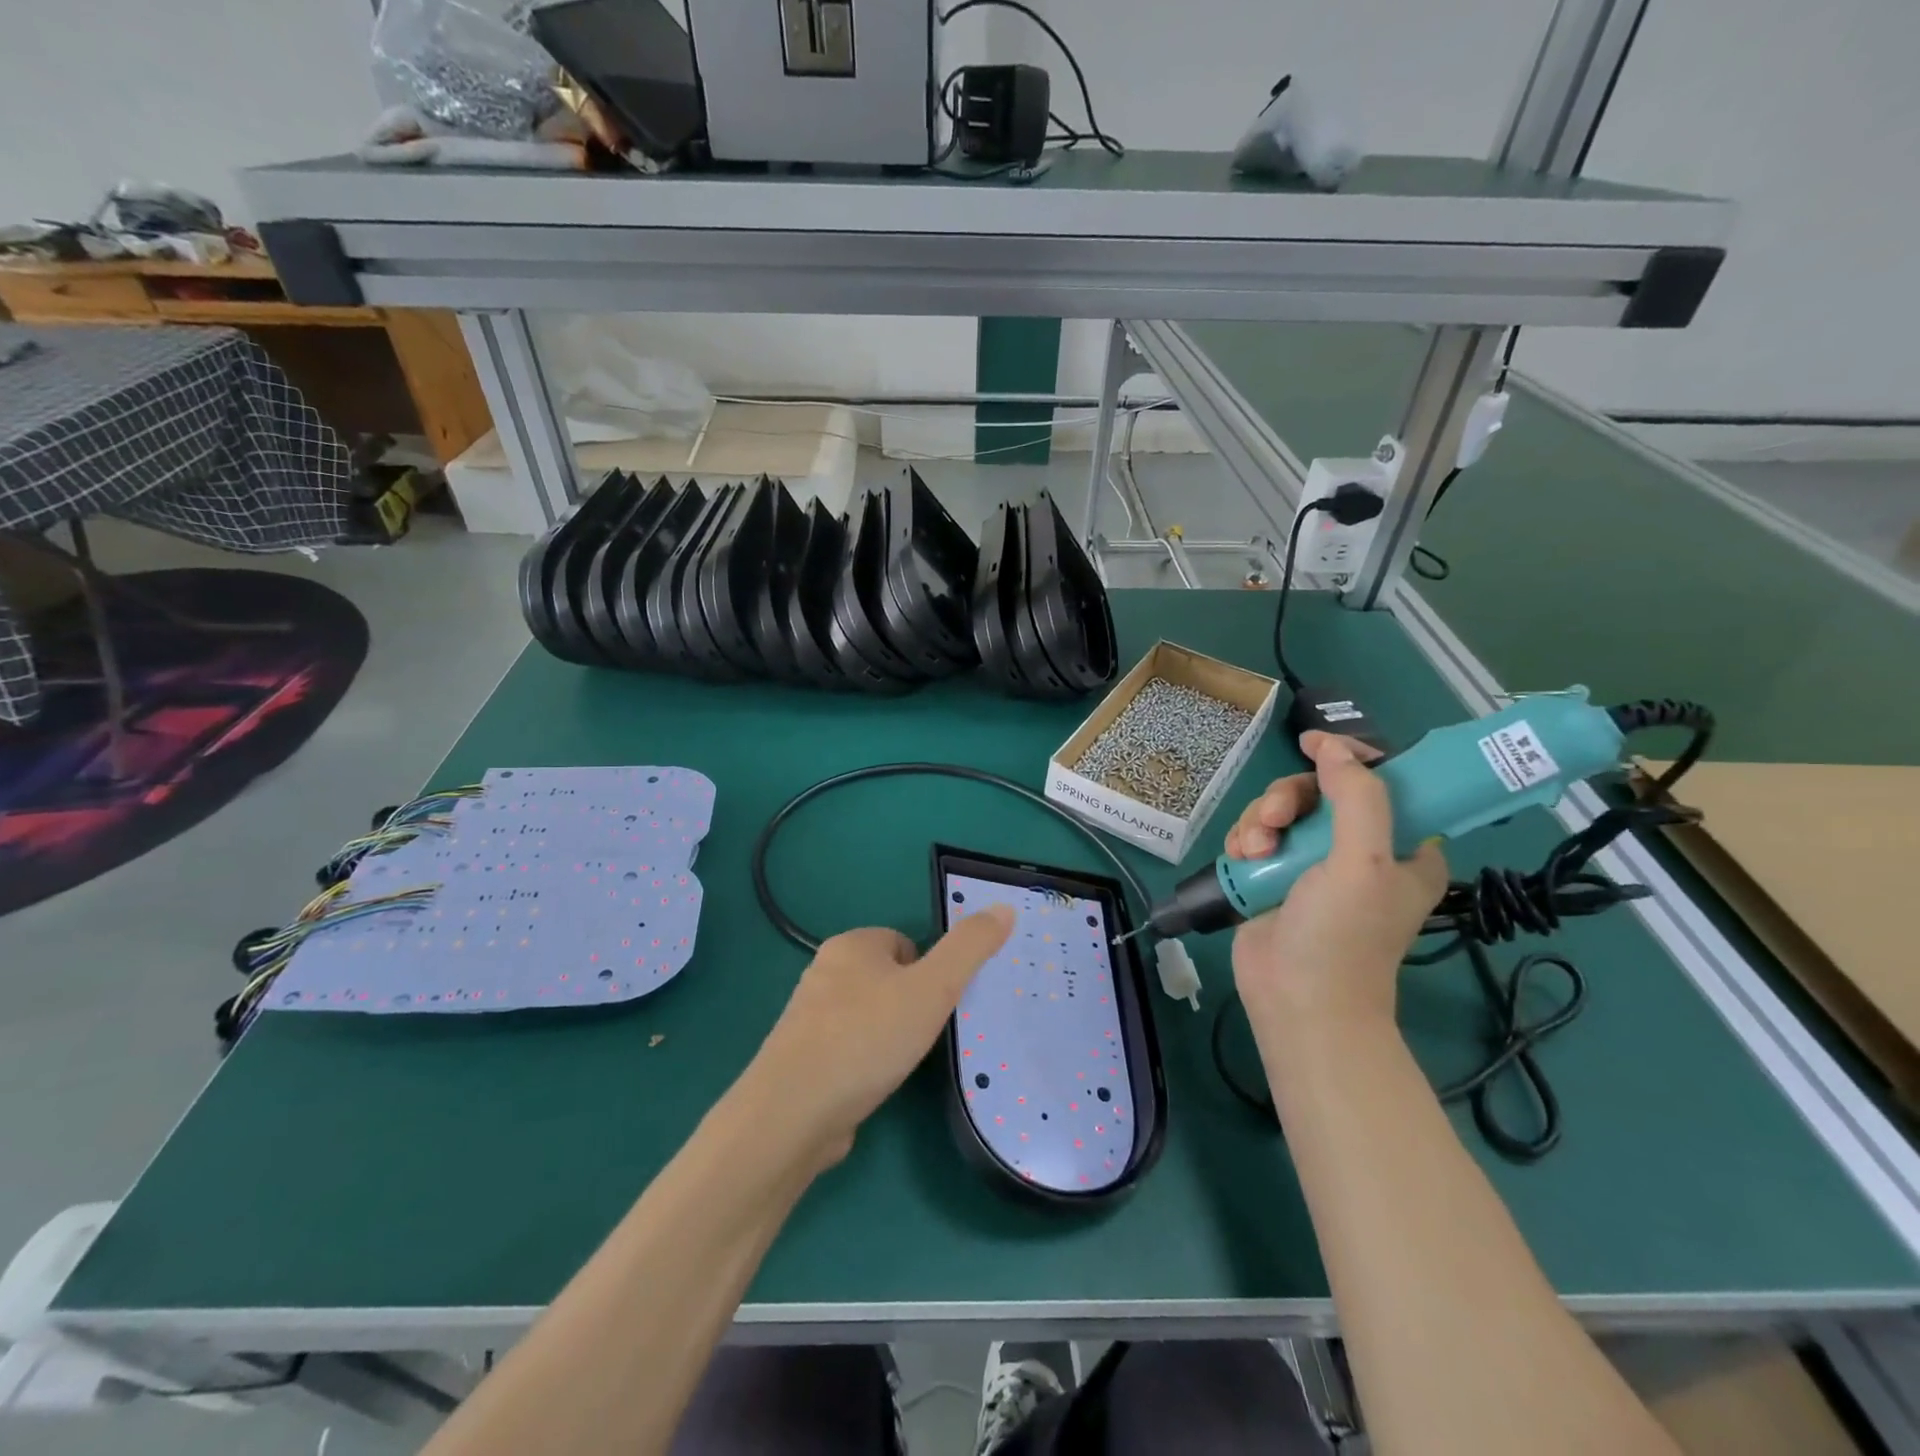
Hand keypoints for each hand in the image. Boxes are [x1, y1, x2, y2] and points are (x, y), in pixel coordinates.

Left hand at [745, 909, 1015, 1165]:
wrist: (794, 1112)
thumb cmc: (868, 1037)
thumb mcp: (933, 987)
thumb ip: (970, 948)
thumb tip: (1004, 907)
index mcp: (852, 944)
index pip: (905, 944)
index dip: (929, 973)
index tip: (939, 1005)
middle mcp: (824, 971)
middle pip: (886, 979)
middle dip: (909, 1006)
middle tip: (925, 1036)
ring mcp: (808, 1017)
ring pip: (866, 1015)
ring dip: (887, 1036)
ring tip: (901, 1064)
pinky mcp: (800, 1058)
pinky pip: (846, 1048)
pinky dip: (864, 1063)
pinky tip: (873, 1085)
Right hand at [1228, 733, 1447, 1043]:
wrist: (1296, 1001)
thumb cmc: (1343, 935)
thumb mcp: (1362, 862)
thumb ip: (1356, 797)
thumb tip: (1331, 747)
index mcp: (1401, 848)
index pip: (1383, 783)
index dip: (1350, 758)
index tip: (1312, 745)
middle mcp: (1359, 851)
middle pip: (1320, 792)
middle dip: (1289, 799)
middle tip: (1275, 820)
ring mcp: (1312, 865)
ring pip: (1281, 812)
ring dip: (1260, 820)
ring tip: (1252, 850)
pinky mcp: (1274, 876)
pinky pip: (1257, 834)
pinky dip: (1245, 840)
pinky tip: (1241, 858)